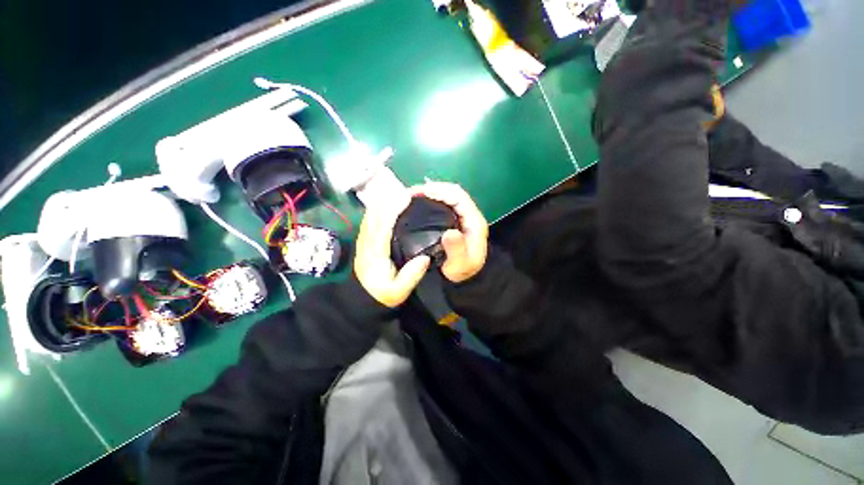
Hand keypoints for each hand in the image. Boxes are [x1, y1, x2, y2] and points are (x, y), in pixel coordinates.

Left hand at [354, 195, 430, 307]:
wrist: (361, 298)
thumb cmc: (382, 294)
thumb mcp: (398, 292)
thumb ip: (411, 275)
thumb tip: (425, 257)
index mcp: (376, 252)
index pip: (383, 225)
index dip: (393, 208)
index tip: (407, 197)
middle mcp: (367, 241)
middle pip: (375, 213)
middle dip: (390, 199)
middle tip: (409, 192)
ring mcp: (364, 238)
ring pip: (372, 213)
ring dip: (385, 201)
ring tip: (402, 195)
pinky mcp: (364, 238)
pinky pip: (370, 217)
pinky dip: (380, 207)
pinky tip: (391, 205)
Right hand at [410, 182, 488, 282]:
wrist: (463, 276)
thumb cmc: (461, 271)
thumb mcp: (460, 265)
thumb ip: (457, 250)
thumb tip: (449, 233)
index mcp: (474, 222)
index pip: (459, 198)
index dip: (442, 191)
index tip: (423, 192)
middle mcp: (469, 215)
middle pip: (453, 193)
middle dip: (434, 188)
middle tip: (412, 192)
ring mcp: (462, 216)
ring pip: (448, 196)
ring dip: (431, 192)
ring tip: (412, 195)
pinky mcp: (454, 219)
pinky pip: (443, 203)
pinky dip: (431, 199)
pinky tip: (418, 202)